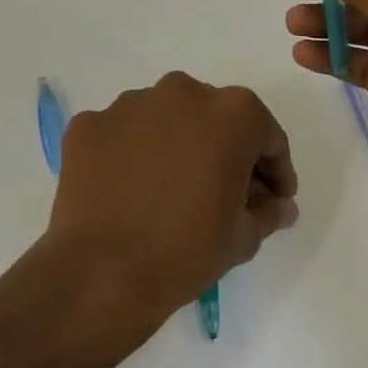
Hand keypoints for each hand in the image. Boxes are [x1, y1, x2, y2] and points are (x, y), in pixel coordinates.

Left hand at [46, 72, 299, 324]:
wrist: (102, 274)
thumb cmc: (186, 252)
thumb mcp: (243, 238)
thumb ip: (267, 212)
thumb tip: (279, 206)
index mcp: (232, 114)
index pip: (266, 136)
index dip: (274, 171)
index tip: (271, 199)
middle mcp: (182, 93)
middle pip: (214, 119)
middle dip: (224, 151)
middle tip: (223, 193)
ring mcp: (129, 105)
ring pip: (165, 120)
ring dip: (175, 146)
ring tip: (170, 191)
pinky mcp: (88, 124)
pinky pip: (121, 135)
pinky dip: (130, 155)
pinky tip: (130, 191)